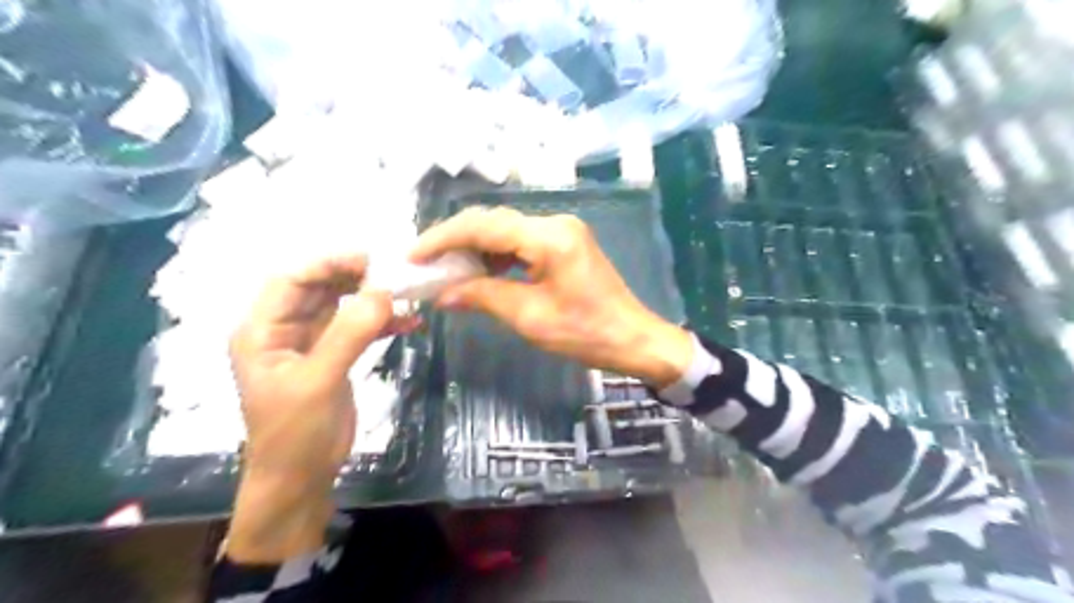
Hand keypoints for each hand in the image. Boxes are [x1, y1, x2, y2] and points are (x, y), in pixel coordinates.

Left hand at [224, 252, 410, 560]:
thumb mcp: (318, 382)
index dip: (327, 264)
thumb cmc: (295, 434)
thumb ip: (348, 335)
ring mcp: (311, 343)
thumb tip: (383, 292)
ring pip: (342, 306)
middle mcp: (284, 330)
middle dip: (355, 278)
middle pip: (319, 288)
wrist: (301, 479)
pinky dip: (382, 324)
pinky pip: (358, 329)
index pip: (291, 280)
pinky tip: (408, 324)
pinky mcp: (334, 357)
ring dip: (372, 299)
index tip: (370, 261)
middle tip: (393, 276)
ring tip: (405, 296)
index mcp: (262, 331)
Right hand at [409, 206, 692, 385]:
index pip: (483, 226)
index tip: (413, 256)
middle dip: (455, 241)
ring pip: (505, 231)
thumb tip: (443, 293)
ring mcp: (562, 231)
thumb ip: (484, 296)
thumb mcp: (530, 317)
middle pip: (492, 222)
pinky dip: (497, 256)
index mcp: (549, 237)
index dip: (443, 238)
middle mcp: (555, 223)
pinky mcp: (565, 244)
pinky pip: (521, 242)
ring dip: (474, 249)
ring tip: (446, 272)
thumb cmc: (586, 333)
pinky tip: (480, 273)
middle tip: (425, 265)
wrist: (634, 339)